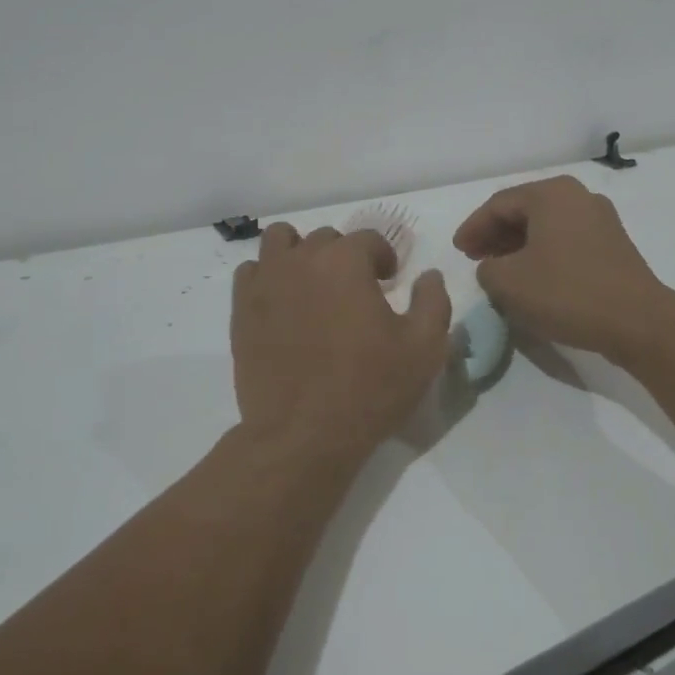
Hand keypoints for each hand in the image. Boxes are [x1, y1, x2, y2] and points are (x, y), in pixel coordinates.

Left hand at [231, 223, 451, 461]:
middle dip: (344, 257)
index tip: (389, 283)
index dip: (384, 258)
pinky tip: (282, 303)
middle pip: (325, 238)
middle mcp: (302, 259)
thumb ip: (433, 301)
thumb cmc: (369, 388)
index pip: (368, 238)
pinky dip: (268, 277)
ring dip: (299, 252)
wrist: (302, 436)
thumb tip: (430, 274)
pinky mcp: (241, 310)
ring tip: (313, 285)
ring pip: (280, 241)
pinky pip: (251, 272)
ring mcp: (266, 282)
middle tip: (355, 291)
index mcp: (345, 261)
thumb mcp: (424, 348)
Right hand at [453, 175, 667, 361]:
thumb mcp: (509, 283)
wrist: (638, 322)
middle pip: (524, 210)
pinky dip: (543, 253)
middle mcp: (577, 196)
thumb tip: (494, 268)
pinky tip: (533, 277)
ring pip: (546, 226)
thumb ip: (487, 269)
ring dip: (518, 245)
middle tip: (474, 257)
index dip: (473, 228)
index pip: (498, 205)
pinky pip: (566, 240)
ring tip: (500, 270)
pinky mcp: (614, 245)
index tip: (458, 251)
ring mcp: (600, 219)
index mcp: (551, 194)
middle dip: (495, 234)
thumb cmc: (567, 293)